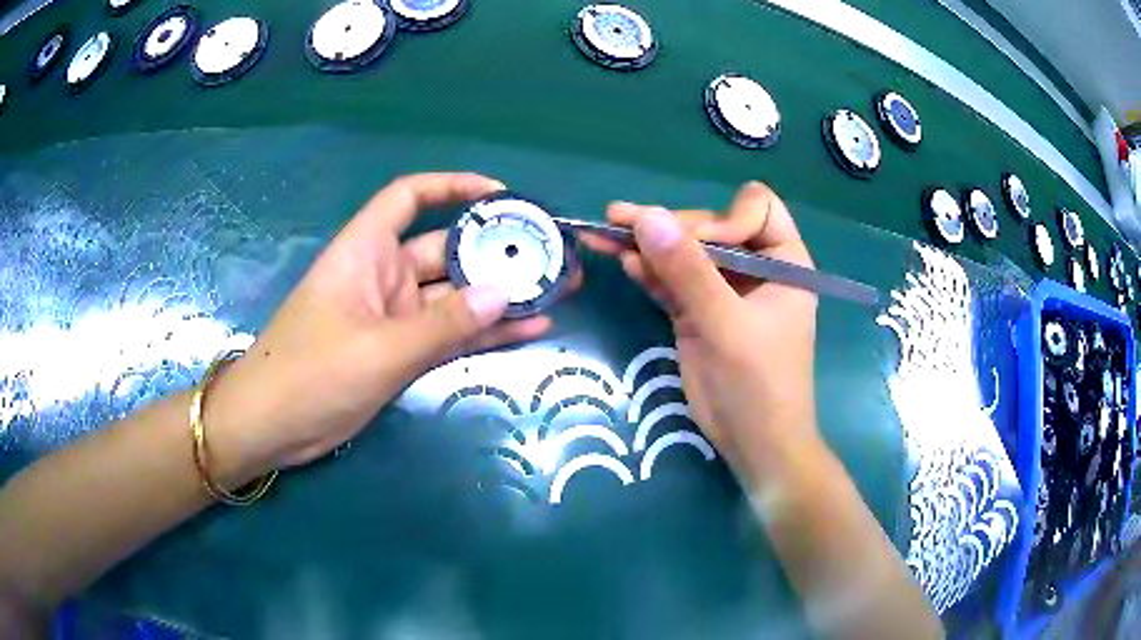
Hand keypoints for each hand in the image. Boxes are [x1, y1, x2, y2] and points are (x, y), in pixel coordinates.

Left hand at [205, 173, 552, 483]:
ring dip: (500, 294)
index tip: (502, 195)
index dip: (453, 186)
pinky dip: (484, 332)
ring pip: (455, 295)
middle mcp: (384, 276)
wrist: (274, 427)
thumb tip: (506, 295)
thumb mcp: (379, 349)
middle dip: (497, 250)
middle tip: (552, 255)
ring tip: (556, 290)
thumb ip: (444, 324)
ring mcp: (395, 316)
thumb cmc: (311, 374)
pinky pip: (450, 333)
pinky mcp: (402, 351)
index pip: (409, 197)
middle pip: (446, 248)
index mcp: (366, 252)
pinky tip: (530, 329)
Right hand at [583, 182, 819, 489]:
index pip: (757, 209)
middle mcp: (755, 268)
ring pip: (685, 253)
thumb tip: (646, 216)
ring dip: (646, 244)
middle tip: (620, 223)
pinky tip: (621, 260)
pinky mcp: (698, 313)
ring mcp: (724, 291)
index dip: (724, 218)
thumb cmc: (759, 383)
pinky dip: (648, 271)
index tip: (700, 245)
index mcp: (783, 261)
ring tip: (604, 231)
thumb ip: (687, 270)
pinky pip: (671, 281)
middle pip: (710, 227)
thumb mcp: (725, 324)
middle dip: (669, 227)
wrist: (754, 444)